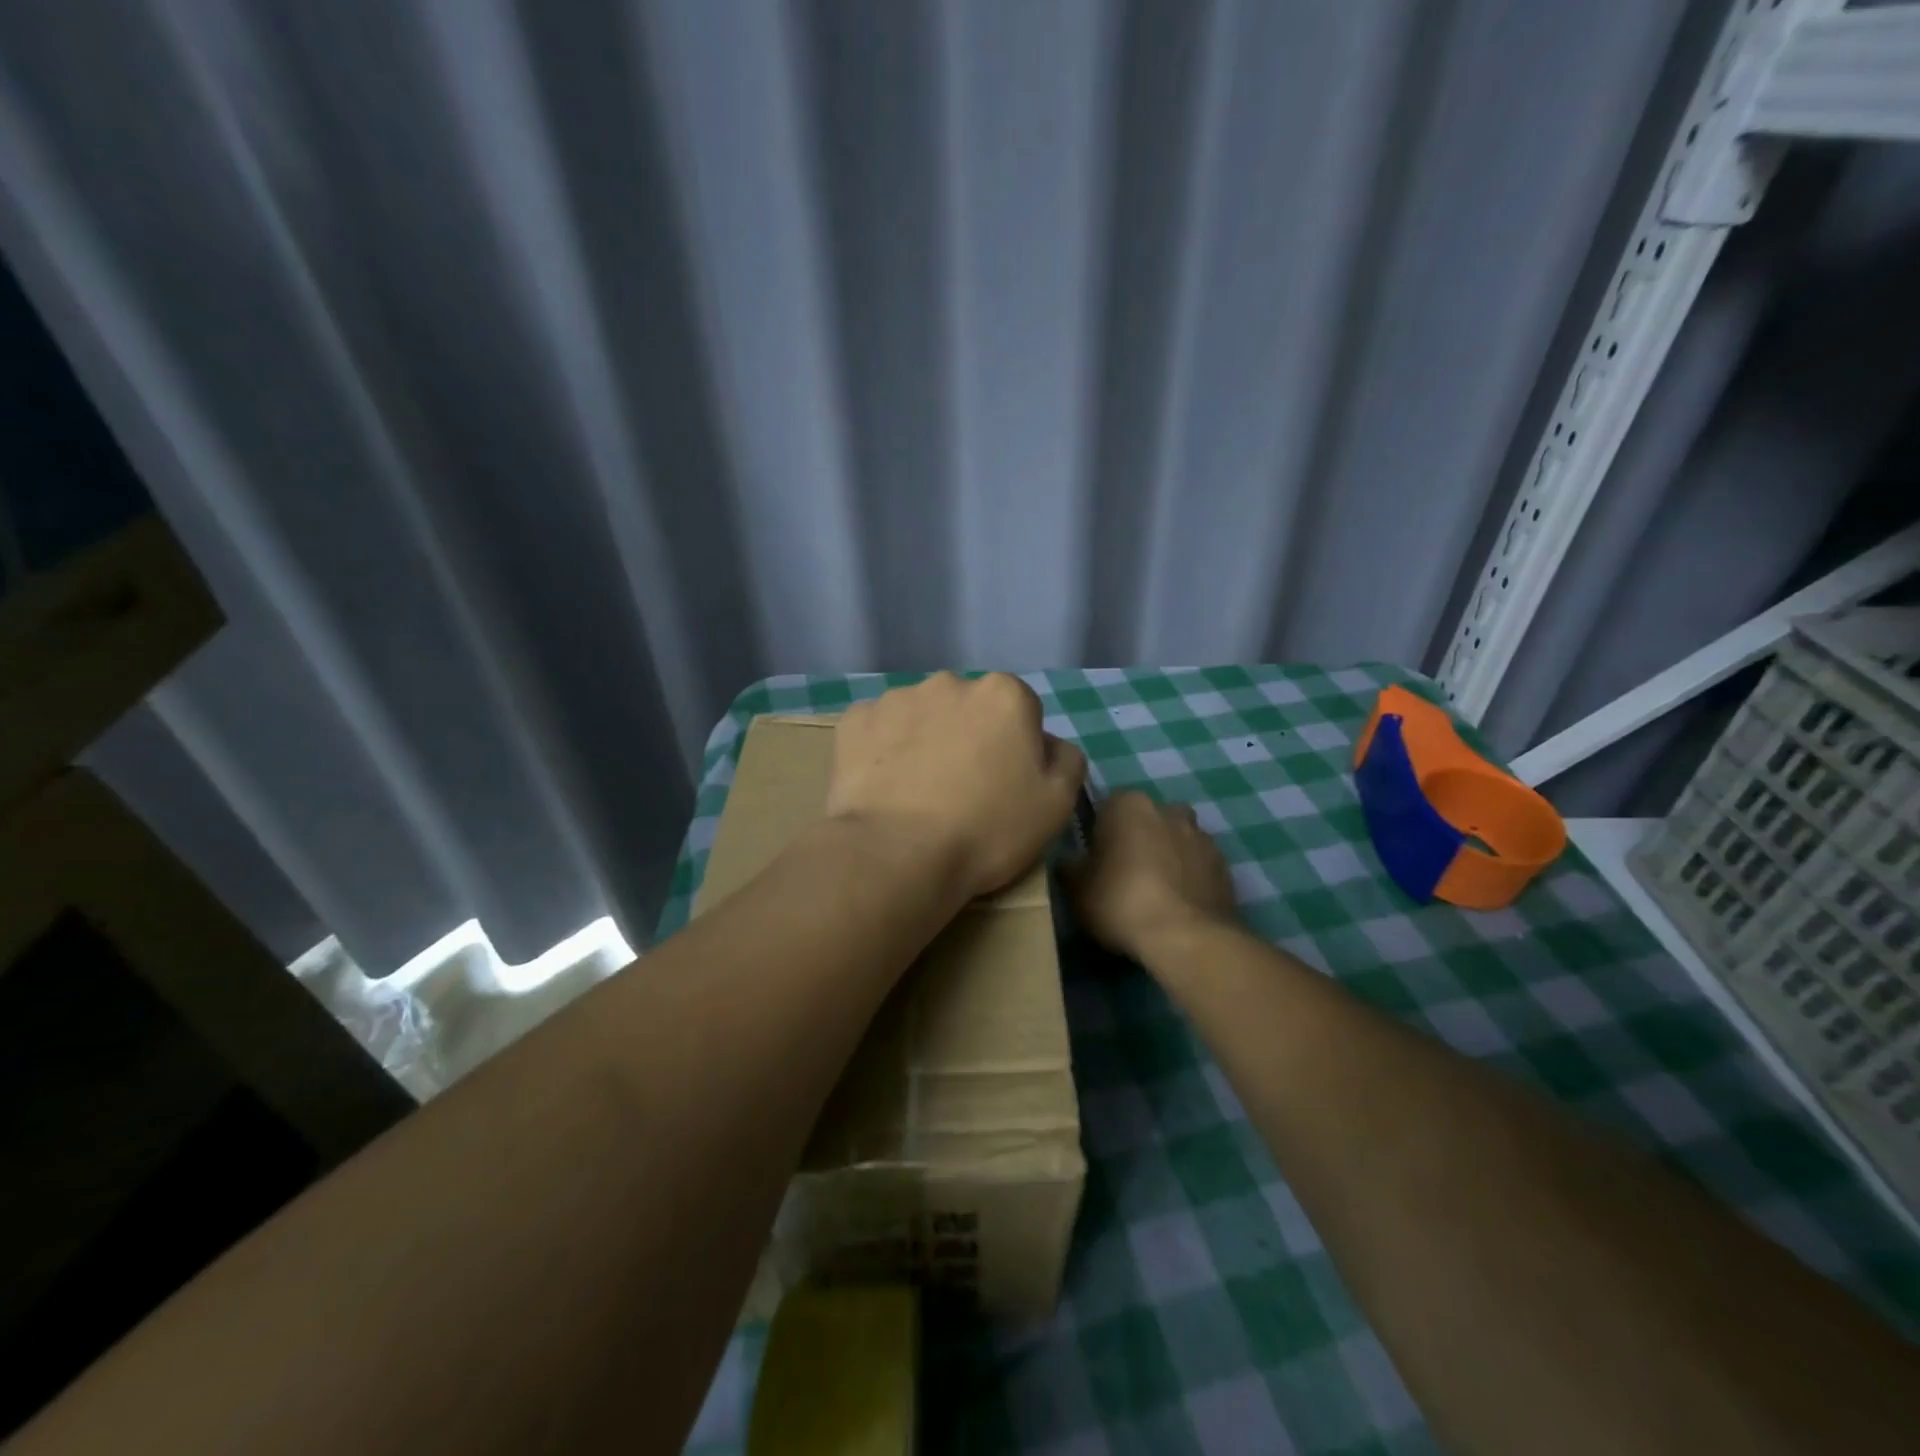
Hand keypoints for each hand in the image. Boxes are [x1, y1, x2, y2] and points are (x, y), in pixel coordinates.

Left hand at [826, 672, 1085, 900]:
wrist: (897, 854)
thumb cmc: (987, 830)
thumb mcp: (1056, 804)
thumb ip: (1065, 759)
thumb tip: (1047, 744)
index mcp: (1004, 694)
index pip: (1021, 711)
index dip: (1016, 749)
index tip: (1005, 785)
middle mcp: (950, 682)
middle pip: (968, 708)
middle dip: (969, 736)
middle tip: (962, 789)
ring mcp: (896, 698)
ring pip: (921, 716)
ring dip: (924, 740)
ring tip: (917, 792)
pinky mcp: (854, 721)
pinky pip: (878, 730)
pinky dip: (882, 750)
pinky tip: (884, 787)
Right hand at [1068, 791, 1238, 963]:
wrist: (1187, 938)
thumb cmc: (1121, 902)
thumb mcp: (1076, 889)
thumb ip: (1069, 867)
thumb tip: (1068, 861)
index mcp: (1128, 804)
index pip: (1107, 807)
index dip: (1100, 833)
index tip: (1095, 860)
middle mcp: (1167, 809)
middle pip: (1146, 820)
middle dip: (1137, 839)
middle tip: (1123, 875)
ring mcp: (1201, 836)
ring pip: (1176, 840)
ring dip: (1166, 856)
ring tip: (1155, 893)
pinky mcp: (1225, 866)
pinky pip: (1198, 865)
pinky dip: (1189, 878)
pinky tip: (1178, 906)